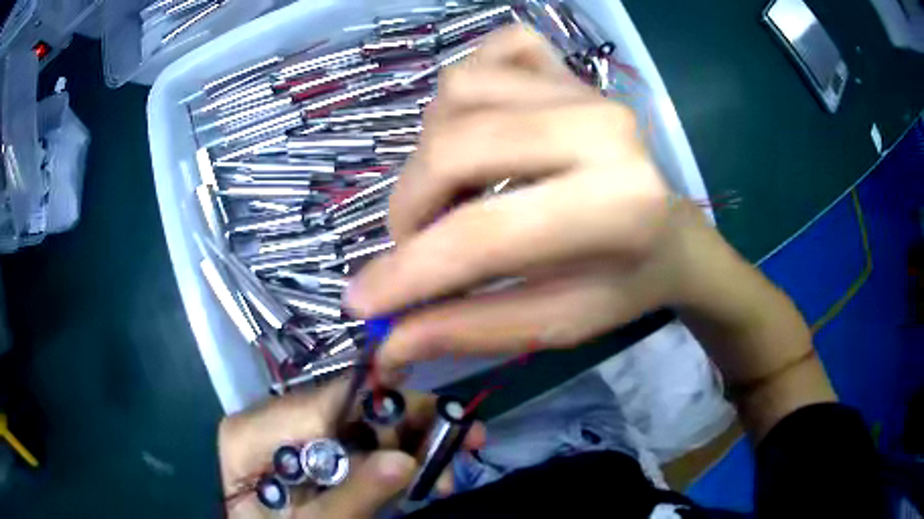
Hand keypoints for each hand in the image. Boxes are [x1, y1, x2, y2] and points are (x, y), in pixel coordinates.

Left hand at [219, 382, 485, 517]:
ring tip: (443, 474)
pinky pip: (351, 447)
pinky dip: (386, 463)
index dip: (387, 407)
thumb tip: (406, 461)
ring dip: (404, 449)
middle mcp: (268, 421)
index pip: (325, 403)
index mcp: (252, 432)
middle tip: (461, 444)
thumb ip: (352, 497)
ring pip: (355, 428)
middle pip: (345, 411)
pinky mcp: (303, 452)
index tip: (444, 419)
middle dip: (405, 431)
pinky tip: (416, 476)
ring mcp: (286, 436)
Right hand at [345, 25, 704, 374]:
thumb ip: (473, 331)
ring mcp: (583, 85)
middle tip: (418, 242)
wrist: (673, 232)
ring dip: (433, 150)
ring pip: (456, 93)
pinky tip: (481, 127)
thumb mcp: (557, 322)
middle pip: (454, 145)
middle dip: (411, 204)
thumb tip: (389, 345)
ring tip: (456, 191)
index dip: (408, 272)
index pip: (483, 234)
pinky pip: (488, 53)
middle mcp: (602, 128)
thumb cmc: (625, 284)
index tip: (361, 302)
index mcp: (616, 205)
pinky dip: (465, 90)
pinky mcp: (568, 65)